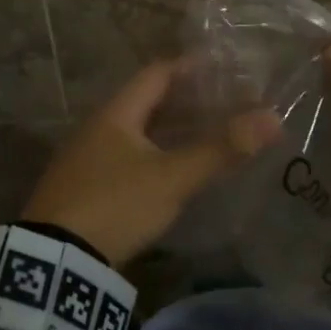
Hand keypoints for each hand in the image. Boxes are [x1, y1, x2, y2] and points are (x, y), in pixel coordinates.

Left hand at [20, 60, 281, 267]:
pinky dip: (158, 155)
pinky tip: (177, 171)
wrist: (57, 261)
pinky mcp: (87, 188)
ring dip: (173, 131)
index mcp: (115, 114)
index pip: (157, 74)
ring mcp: (88, 159)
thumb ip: (220, 149)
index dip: (192, 68)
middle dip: (188, 102)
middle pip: (148, 103)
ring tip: (210, 136)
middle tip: (228, 105)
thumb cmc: (116, 205)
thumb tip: (273, 118)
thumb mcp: (172, 178)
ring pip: (139, 133)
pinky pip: (130, 158)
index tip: (226, 69)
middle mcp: (98, 128)